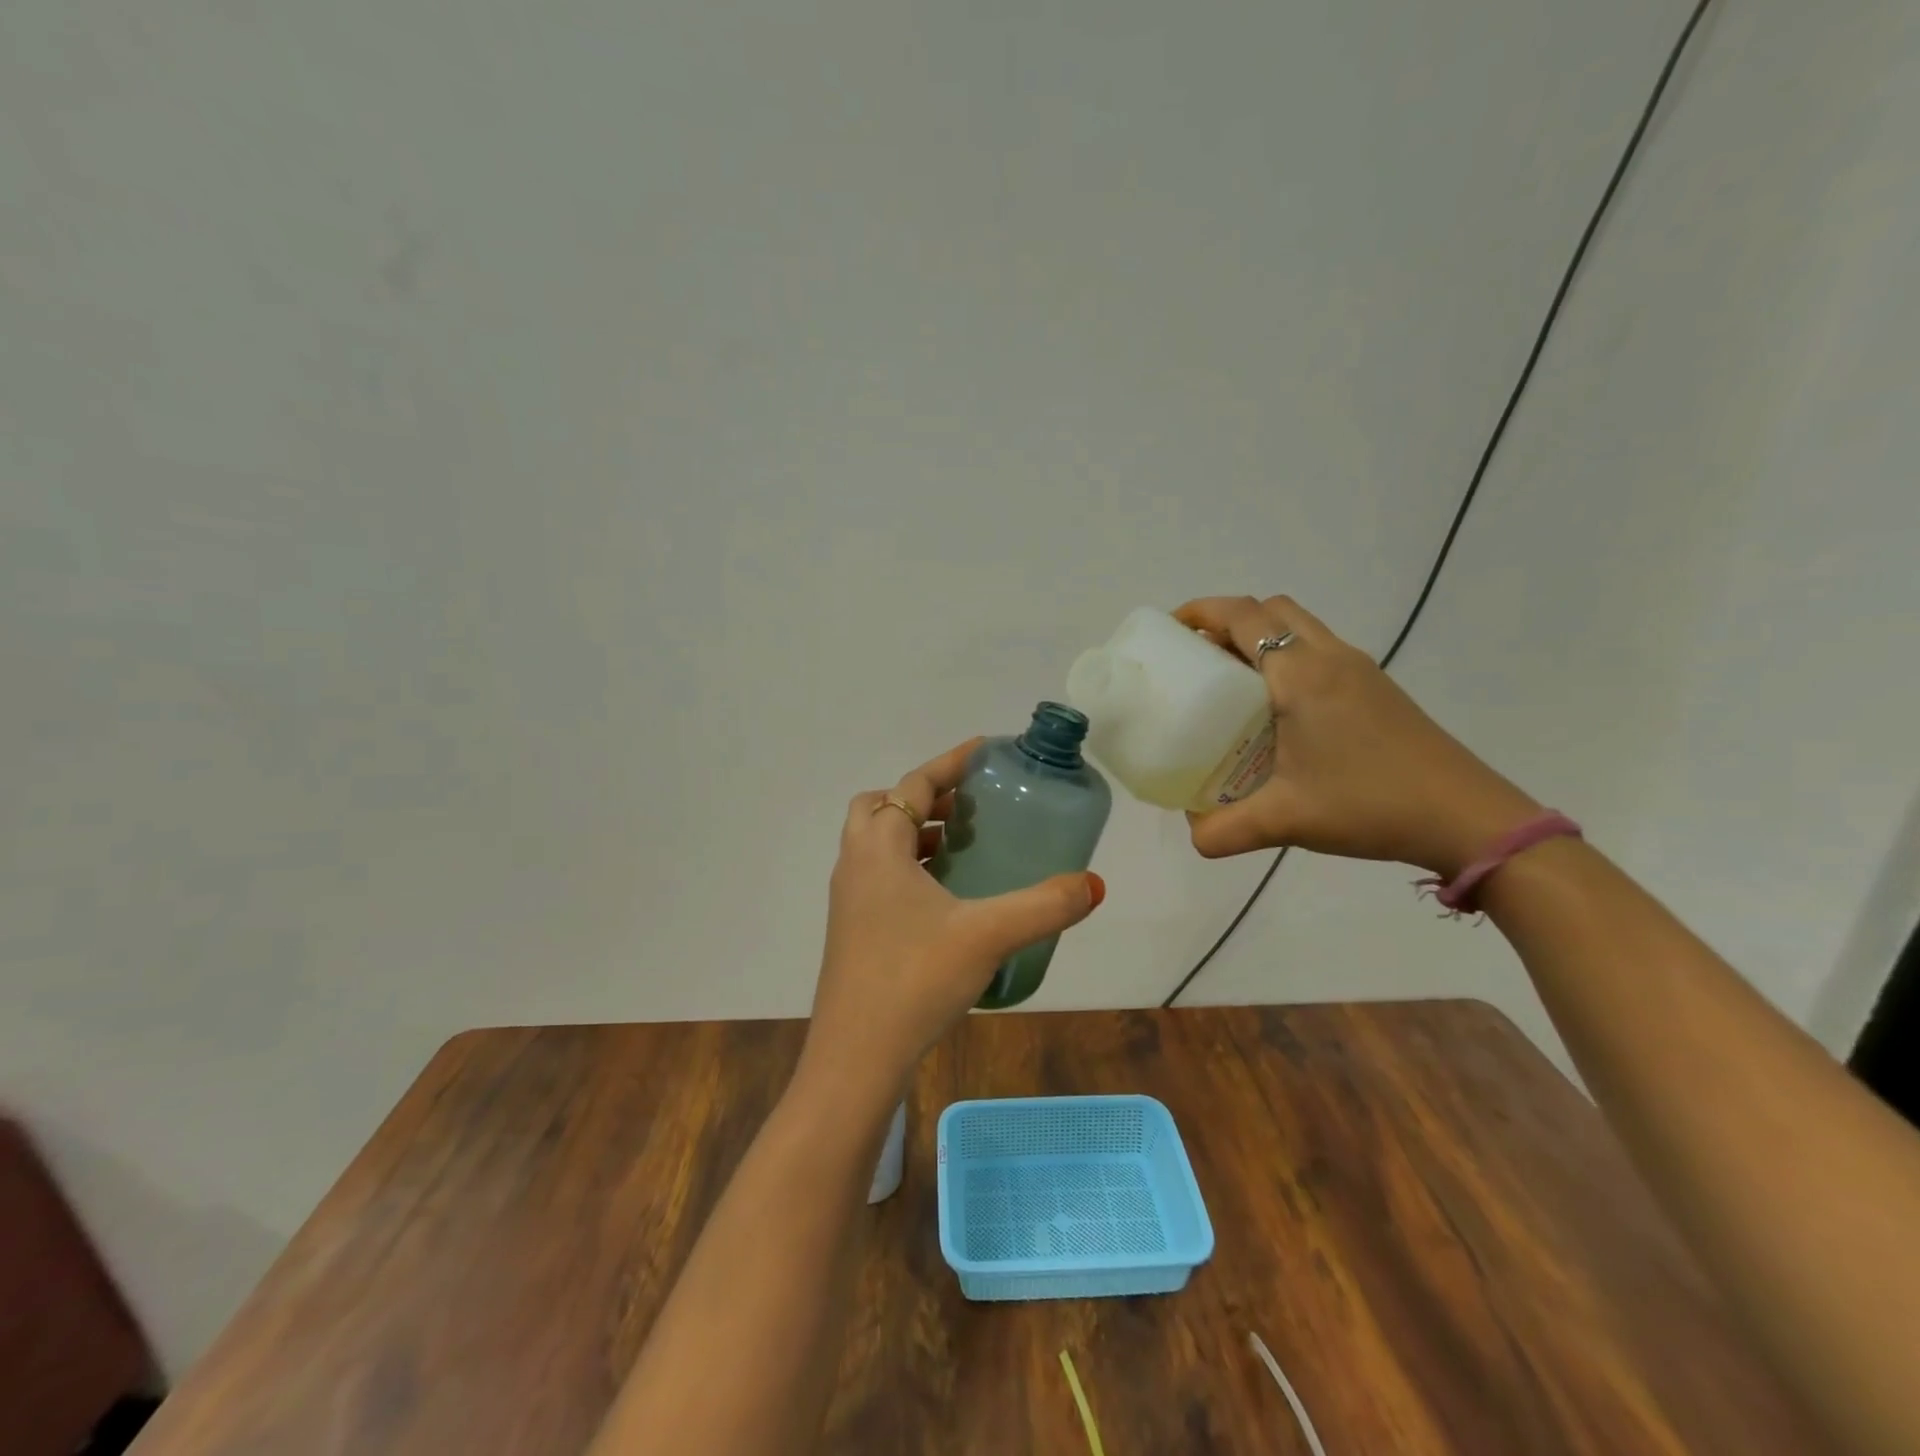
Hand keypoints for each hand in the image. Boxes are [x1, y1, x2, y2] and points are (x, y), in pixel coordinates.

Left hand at [800, 739, 1103, 1107]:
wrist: (855, 1057)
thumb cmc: (915, 979)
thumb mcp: (988, 936)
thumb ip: (1044, 906)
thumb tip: (1093, 885)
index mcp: (879, 848)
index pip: (914, 784)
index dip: (950, 763)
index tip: (985, 750)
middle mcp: (855, 863)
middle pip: (882, 806)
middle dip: (924, 797)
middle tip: (970, 810)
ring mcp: (849, 899)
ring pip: (878, 843)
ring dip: (916, 832)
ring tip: (965, 847)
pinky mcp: (852, 929)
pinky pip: (880, 875)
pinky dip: (909, 867)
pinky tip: (947, 899)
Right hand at [1174, 596, 1541, 876]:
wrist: (1466, 817)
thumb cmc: (1369, 804)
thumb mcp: (1285, 820)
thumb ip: (1225, 830)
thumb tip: (1192, 835)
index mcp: (1301, 675)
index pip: (1243, 616)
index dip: (1201, 612)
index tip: (1169, 630)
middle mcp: (1330, 658)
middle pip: (1271, 609)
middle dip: (1228, 620)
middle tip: (1198, 657)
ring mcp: (1359, 670)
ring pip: (1300, 626)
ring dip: (1261, 637)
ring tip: (1231, 682)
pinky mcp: (1377, 688)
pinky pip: (1320, 650)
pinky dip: (1288, 658)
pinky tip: (1279, 710)